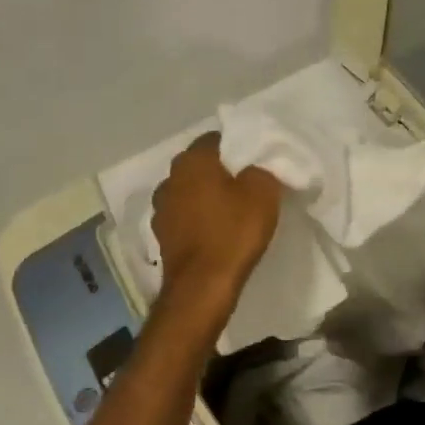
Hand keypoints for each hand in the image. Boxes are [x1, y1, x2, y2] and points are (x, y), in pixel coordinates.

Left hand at [151, 134, 280, 305]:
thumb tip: (254, 168)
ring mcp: (161, 208)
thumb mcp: (263, 193)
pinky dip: (197, 220)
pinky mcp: (161, 235)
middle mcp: (170, 178)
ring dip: (205, 197)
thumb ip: (261, 170)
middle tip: (246, 183)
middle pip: (200, 166)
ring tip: (230, 210)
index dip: (238, 146)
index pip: (216, 138)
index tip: (255, 160)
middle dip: (220, 171)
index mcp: (192, 160)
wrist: (202, 285)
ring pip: (189, 192)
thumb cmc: (233, 232)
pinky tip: (215, 231)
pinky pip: (184, 217)